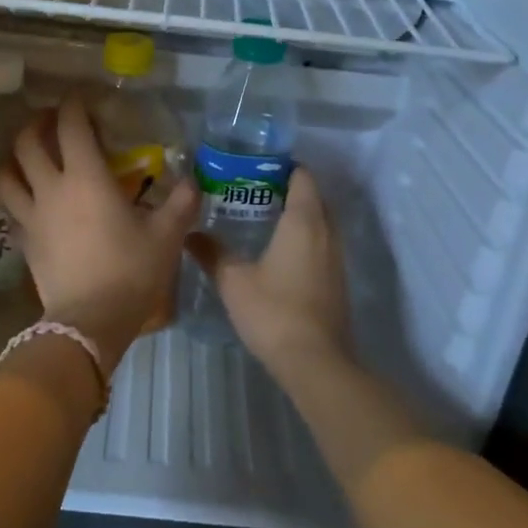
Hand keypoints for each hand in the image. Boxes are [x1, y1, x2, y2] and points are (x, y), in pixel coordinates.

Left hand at [0, 95, 197, 372]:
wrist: (91, 321)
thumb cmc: (131, 272)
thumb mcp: (167, 236)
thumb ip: (181, 202)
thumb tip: (193, 181)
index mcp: (87, 179)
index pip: (71, 127)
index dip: (73, 106)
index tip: (79, 98)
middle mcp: (52, 189)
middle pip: (27, 144)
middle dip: (36, 124)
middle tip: (50, 121)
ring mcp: (31, 217)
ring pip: (6, 176)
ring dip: (12, 158)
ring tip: (26, 156)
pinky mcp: (24, 243)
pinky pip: (11, 210)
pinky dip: (16, 196)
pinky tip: (30, 200)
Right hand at [185, 168, 351, 376]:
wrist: (315, 361)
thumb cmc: (273, 311)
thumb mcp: (233, 281)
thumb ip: (212, 253)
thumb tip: (189, 234)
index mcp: (304, 221)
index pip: (302, 176)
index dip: (283, 166)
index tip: (256, 167)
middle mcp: (327, 231)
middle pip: (313, 196)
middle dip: (288, 189)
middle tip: (253, 191)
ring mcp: (336, 257)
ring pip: (320, 221)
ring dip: (298, 214)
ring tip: (262, 218)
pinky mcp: (337, 279)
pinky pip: (322, 243)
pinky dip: (305, 237)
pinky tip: (279, 252)